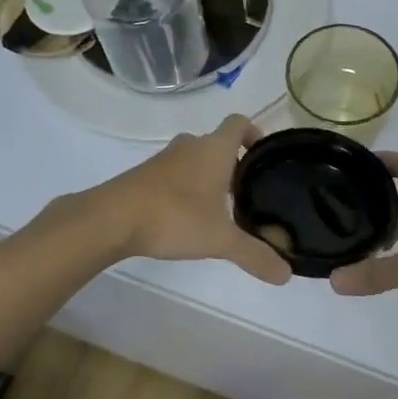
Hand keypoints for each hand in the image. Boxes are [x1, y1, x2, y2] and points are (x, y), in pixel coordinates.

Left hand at [89, 114, 290, 284]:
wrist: (111, 219)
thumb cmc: (175, 217)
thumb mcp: (221, 240)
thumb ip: (255, 255)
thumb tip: (286, 275)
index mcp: (214, 149)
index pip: (239, 122)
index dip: (254, 133)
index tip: (263, 157)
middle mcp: (190, 146)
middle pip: (217, 143)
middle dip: (233, 164)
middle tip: (247, 194)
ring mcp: (163, 160)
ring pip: (194, 160)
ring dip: (208, 177)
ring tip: (220, 210)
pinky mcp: (144, 176)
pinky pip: (174, 174)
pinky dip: (185, 189)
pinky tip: (187, 218)